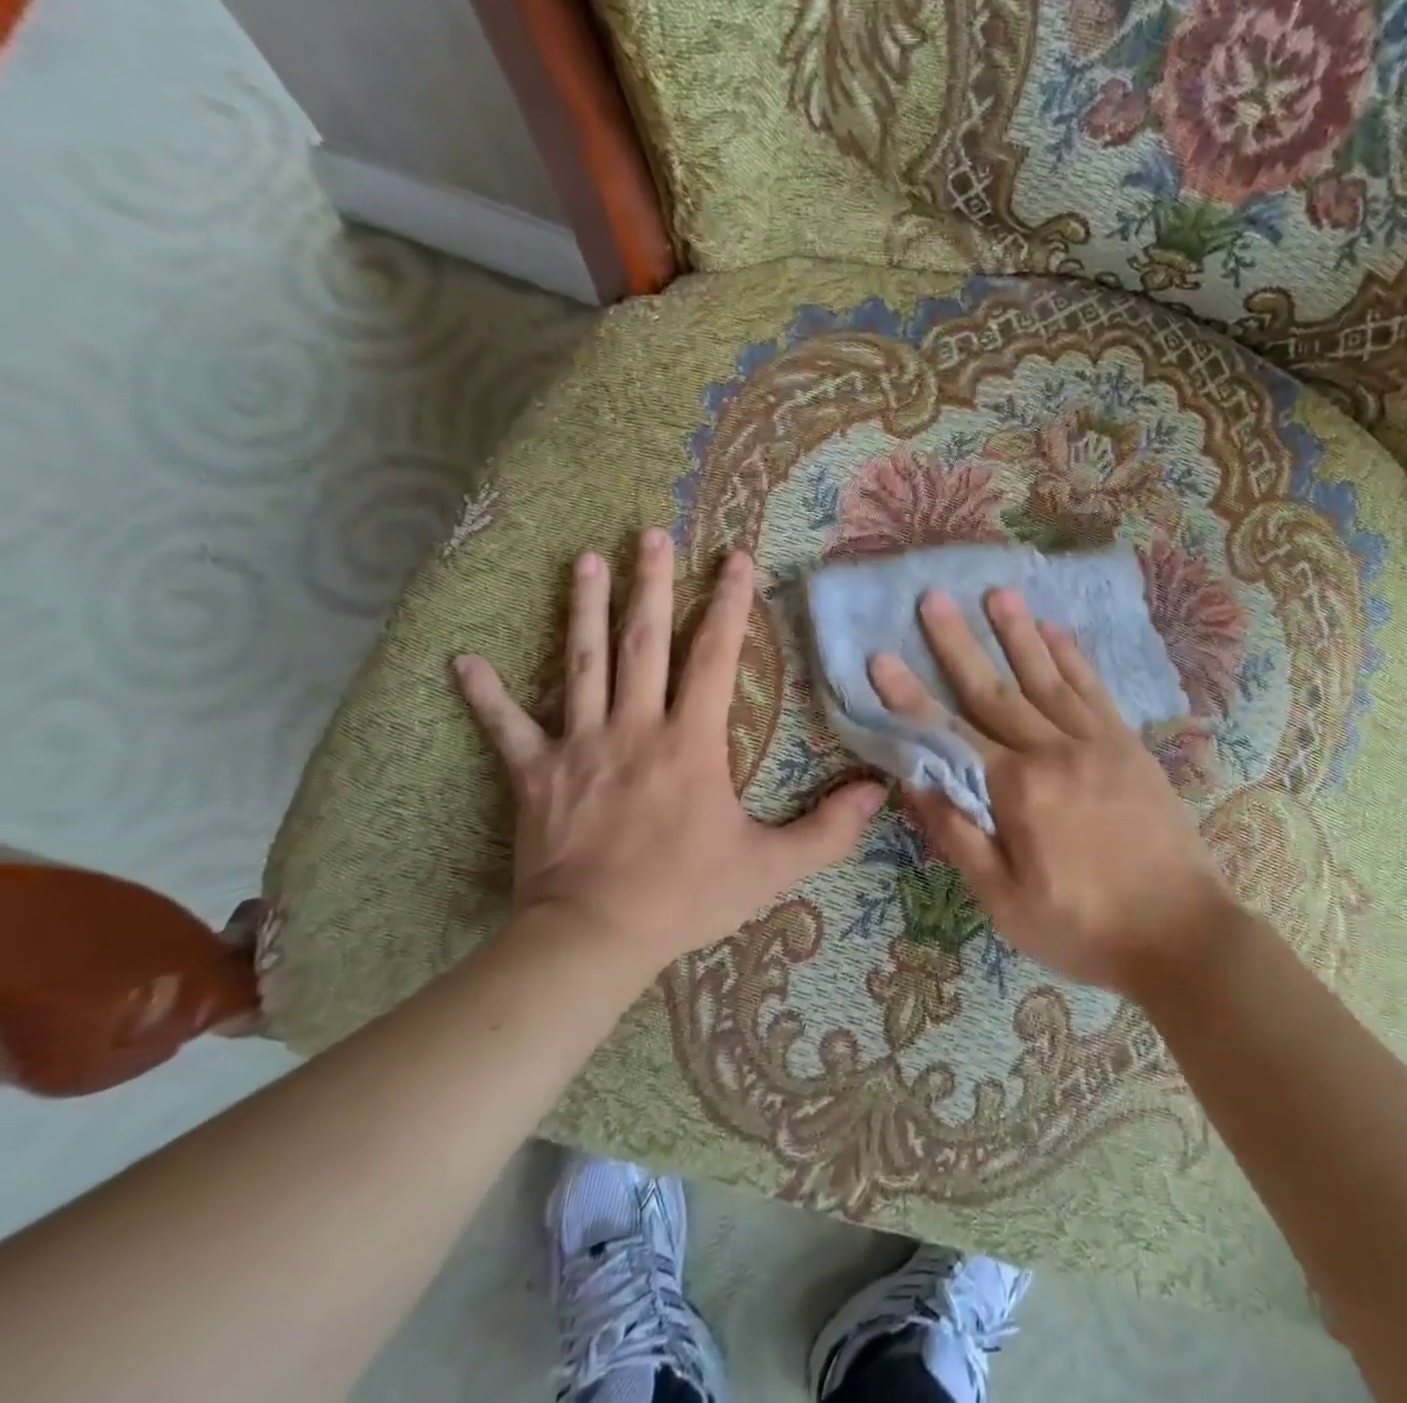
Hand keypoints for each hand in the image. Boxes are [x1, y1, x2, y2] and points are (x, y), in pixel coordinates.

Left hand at [454, 531, 885, 980]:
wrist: (592, 938)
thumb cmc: (686, 895)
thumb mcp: (771, 867)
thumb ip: (828, 830)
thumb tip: (879, 793)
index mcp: (690, 742)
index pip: (714, 657)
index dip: (728, 604)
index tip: (735, 559)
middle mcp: (634, 728)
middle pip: (643, 642)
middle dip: (651, 584)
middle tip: (650, 533)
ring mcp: (579, 747)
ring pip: (580, 664)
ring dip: (582, 609)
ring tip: (585, 560)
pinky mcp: (536, 776)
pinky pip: (507, 728)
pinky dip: (485, 694)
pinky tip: (463, 660)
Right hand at [869, 587, 1233, 996]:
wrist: (1182, 935)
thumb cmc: (1084, 928)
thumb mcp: (1006, 902)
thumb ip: (959, 839)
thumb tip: (916, 785)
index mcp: (1018, 792)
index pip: (951, 734)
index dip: (910, 696)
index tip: (881, 656)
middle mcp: (1055, 753)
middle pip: (996, 690)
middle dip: (959, 643)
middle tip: (933, 598)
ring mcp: (1098, 744)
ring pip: (1048, 678)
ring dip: (1019, 633)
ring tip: (997, 592)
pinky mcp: (1130, 747)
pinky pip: (1096, 691)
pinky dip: (1074, 658)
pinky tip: (1056, 631)